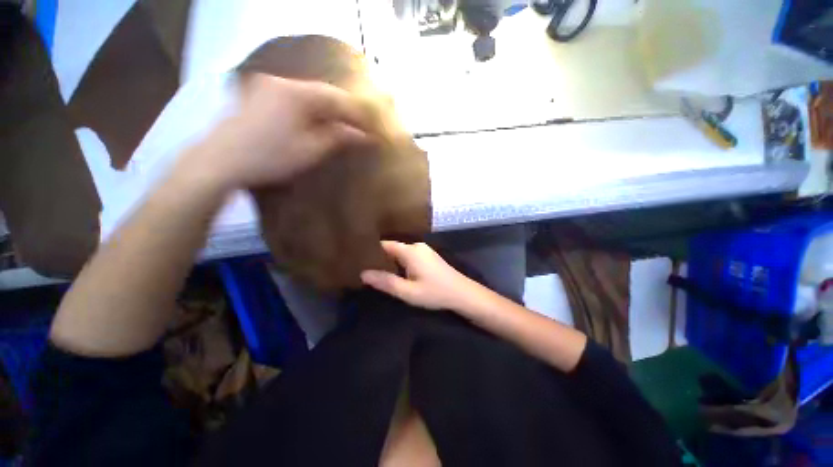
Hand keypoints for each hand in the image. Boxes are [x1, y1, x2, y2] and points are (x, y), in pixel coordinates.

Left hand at [183, 74, 373, 189]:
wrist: (219, 162)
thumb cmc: (270, 158)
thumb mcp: (310, 150)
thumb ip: (338, 138)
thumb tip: (364, 136)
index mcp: (296, 93)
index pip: (337, 99)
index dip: (357, 114)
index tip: (372, 128)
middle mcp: (281, 81)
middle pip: (322, 93)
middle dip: (343, 111)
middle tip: (359, 128)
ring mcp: (266, 86)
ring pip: (307, 95)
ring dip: (326, 110)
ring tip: (341, 126)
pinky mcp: (257, 95)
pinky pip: (293, 98)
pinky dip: (309, 109)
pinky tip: (315, 121)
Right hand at [360, 241, 483, 310]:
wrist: (462, 294)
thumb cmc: (435, 293)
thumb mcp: (408, 292)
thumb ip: (386, 282)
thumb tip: (363, 274)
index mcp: (410, 251)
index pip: (385, 245)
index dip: (371, 250)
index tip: (358, 257)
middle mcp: (417, 246)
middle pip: (393, 248)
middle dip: (380, 257)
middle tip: (365, 267)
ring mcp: (424, 250)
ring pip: (401, 252)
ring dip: (391, 260)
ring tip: (377, 270)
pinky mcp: (429, 256)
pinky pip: (409, 255)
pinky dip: (401, 262)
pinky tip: (397, 272)